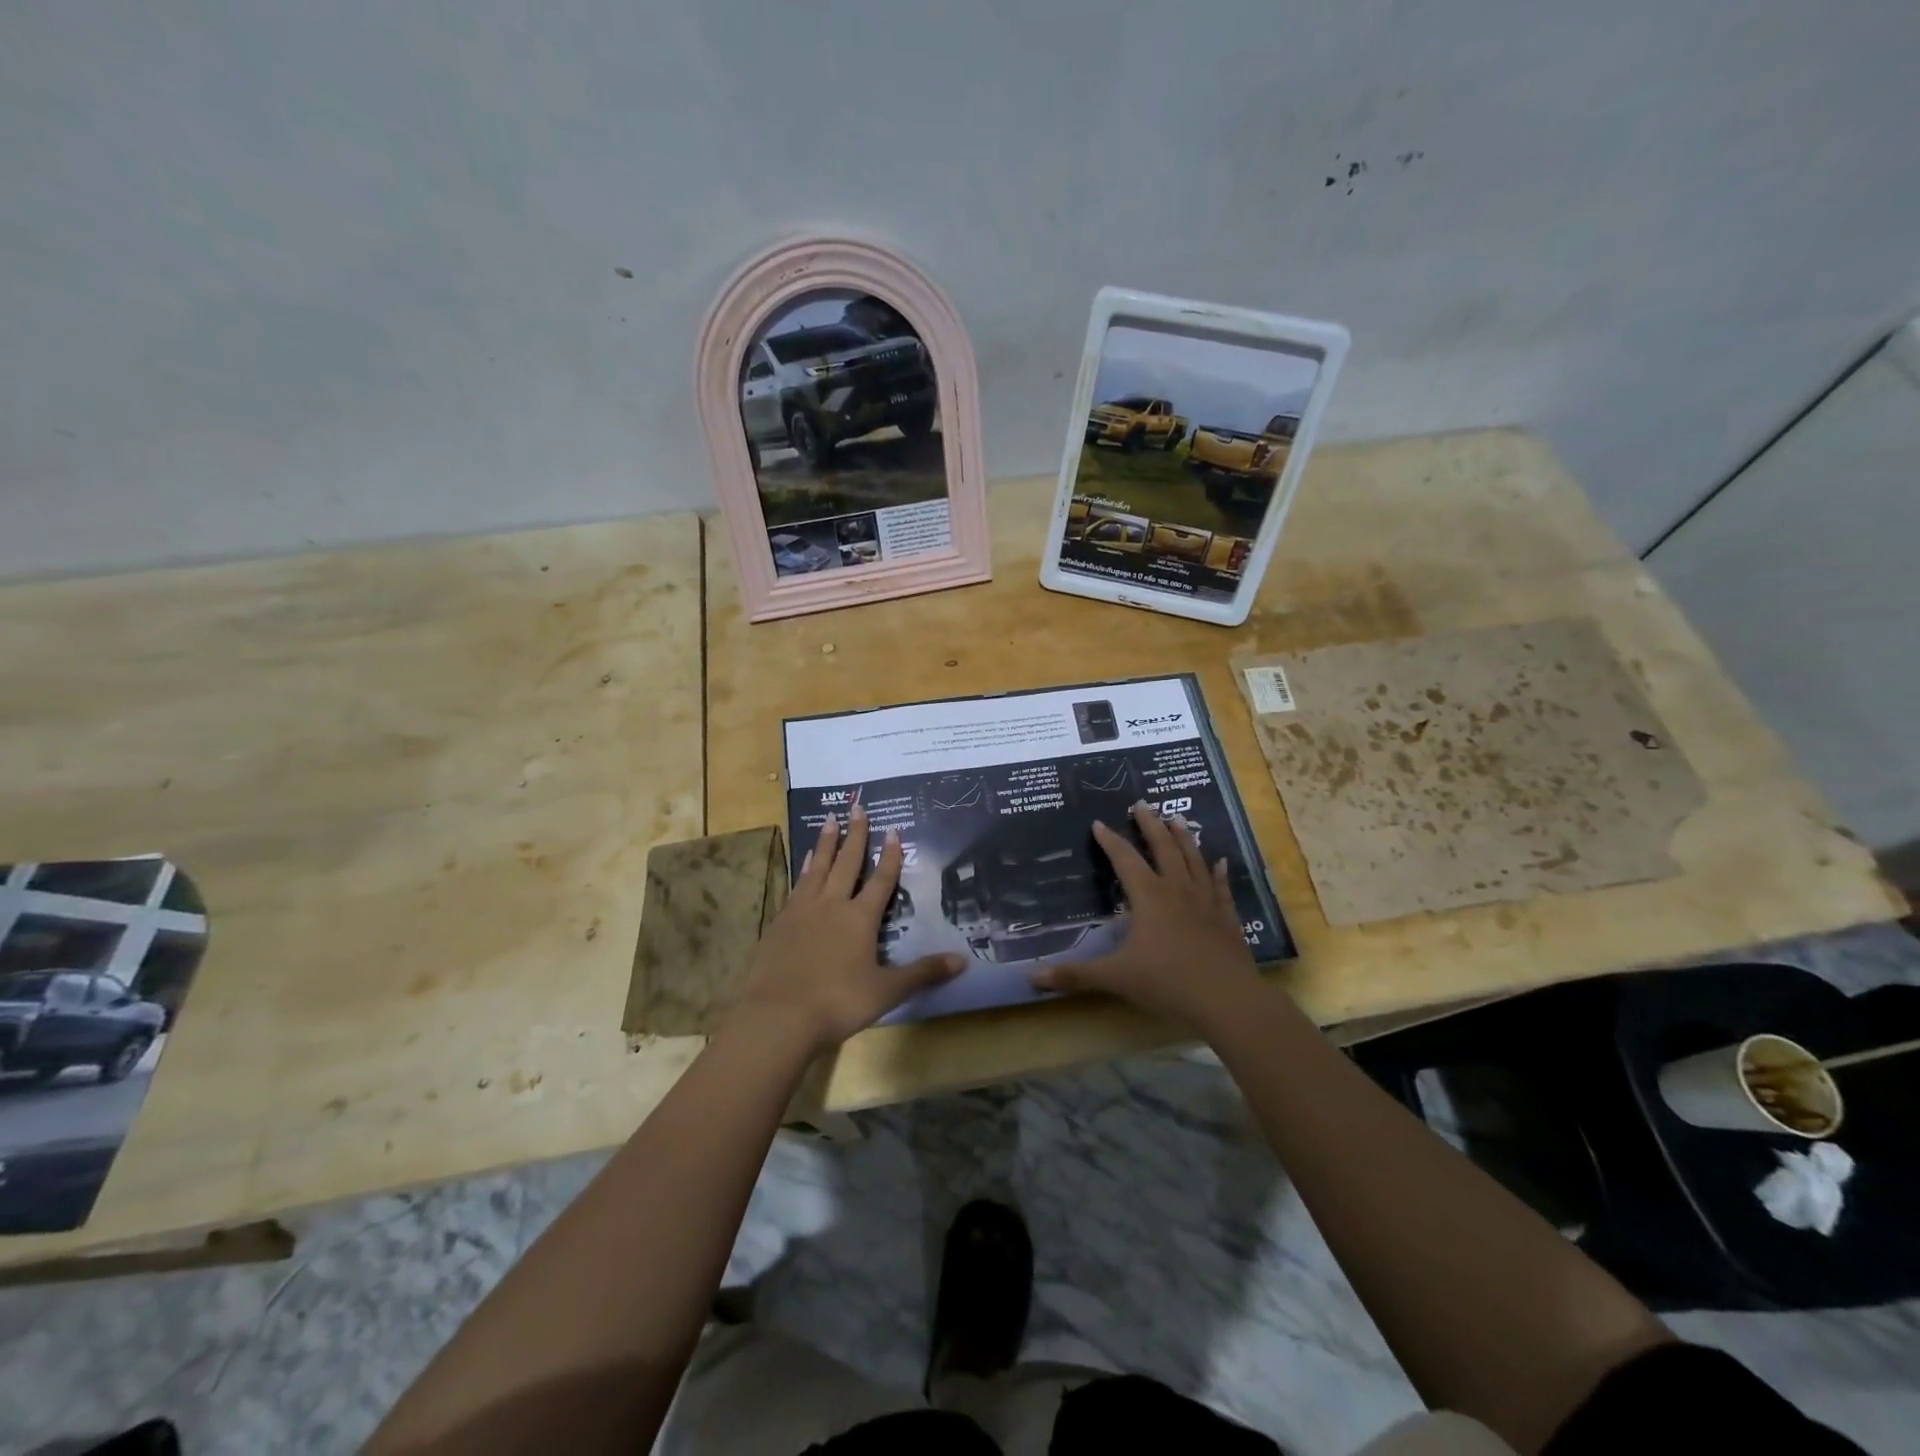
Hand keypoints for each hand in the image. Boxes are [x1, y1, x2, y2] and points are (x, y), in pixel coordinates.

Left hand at [735, 806, 963, 1053]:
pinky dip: (803, 869)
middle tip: (858, 807)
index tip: (893, 829)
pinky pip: (796, 885)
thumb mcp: (886, 991)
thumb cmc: (837, 1003)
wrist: (778, 1016)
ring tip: (829, 820)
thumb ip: (923, 973)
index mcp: (860, 918)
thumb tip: (963, 960)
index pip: (880, 880)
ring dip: (826, 843)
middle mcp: (831, 905)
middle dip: (856, 835)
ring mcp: (801, 911)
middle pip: (846, 863)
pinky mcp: (779, 923)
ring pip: (817, 867)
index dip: (890, 856)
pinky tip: (803, 863)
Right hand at [1033, 802, 1262, 1028]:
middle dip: (1150, 824)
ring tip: (1177, 819)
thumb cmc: (1167, 982)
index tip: (1098, 822)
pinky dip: (1218, 873)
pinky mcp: (1226, 918)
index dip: (1110, 840)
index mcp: (1149, 896)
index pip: (1124, 859)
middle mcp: (1177, 890)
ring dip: (1183, 838)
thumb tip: (1030, 977)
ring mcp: (1205, 902)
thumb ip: (1074, 975)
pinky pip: (1220, 888)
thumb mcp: (1115, 978)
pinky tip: (1220, 862)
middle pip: (1163, 848)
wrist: (1228, 1000)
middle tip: (1142, 803)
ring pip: (1193, 860)